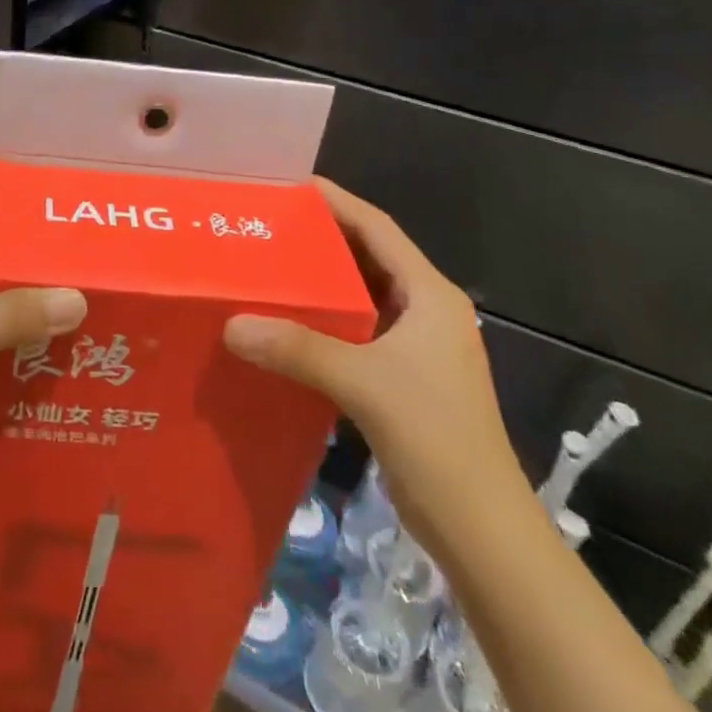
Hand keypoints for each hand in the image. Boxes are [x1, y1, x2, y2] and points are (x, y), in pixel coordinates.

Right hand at [222, 178, 530, 558]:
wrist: (480, 527)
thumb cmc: (434, 437)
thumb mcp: (363, 383)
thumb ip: (297, 349)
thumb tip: (231, 324)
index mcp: (431, 296)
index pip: (379, 230)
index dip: (339, 202)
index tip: (293, 184)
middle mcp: (426, 312)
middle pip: (368, 259)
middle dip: (321, 239)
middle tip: (268, 225)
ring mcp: (415, 349)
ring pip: (360, 298)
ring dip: (320, 284)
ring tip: (267, 267)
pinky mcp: (400, 380)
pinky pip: (354, 333)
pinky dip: (321, 323)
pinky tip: (283, 326)